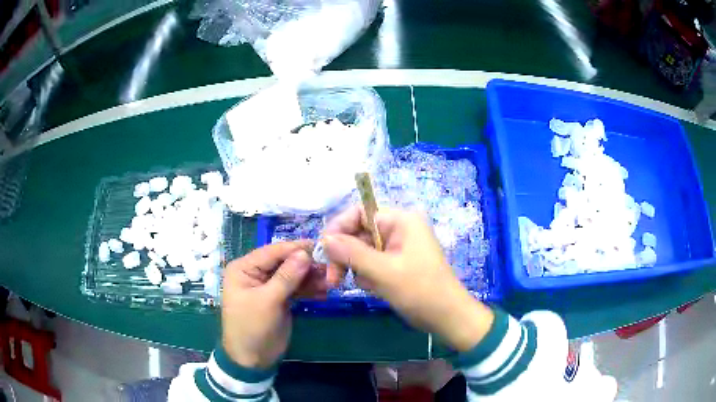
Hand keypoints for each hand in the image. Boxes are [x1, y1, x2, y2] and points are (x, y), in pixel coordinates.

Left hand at [221, 241, 318, 368]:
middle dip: (306, 265)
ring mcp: (268, 286)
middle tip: (330, 267)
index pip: (272, 251)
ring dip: (311, 278)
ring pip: (292, 275)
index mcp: (244, 268)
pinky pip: (296, 289)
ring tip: (331, 282)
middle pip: (284, 262)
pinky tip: (324, 292)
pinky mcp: (279, 299)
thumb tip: (305, 253)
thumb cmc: (252, 327)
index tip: (321, 246)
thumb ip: (286, 276)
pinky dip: (309, 290)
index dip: (296, 248)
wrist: (252, 359)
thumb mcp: (268, 301)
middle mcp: (255, 273)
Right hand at [323, 206, 493, 351]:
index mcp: (401, 220)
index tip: (324, 251)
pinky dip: (368, 276)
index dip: (339, 228)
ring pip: (363, 250)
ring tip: (366, 286)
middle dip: (345, 255)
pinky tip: (375, 289)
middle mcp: (399, 229)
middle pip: (358, 233)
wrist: (447, 317)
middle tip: (332, 280)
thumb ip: (351, 253)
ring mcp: (399, 247)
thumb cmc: (420, 291)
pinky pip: (373, 263)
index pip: (359, 212)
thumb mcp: (383, 272)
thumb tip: (324, 240)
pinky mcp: (398, 263)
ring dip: (357, 268)